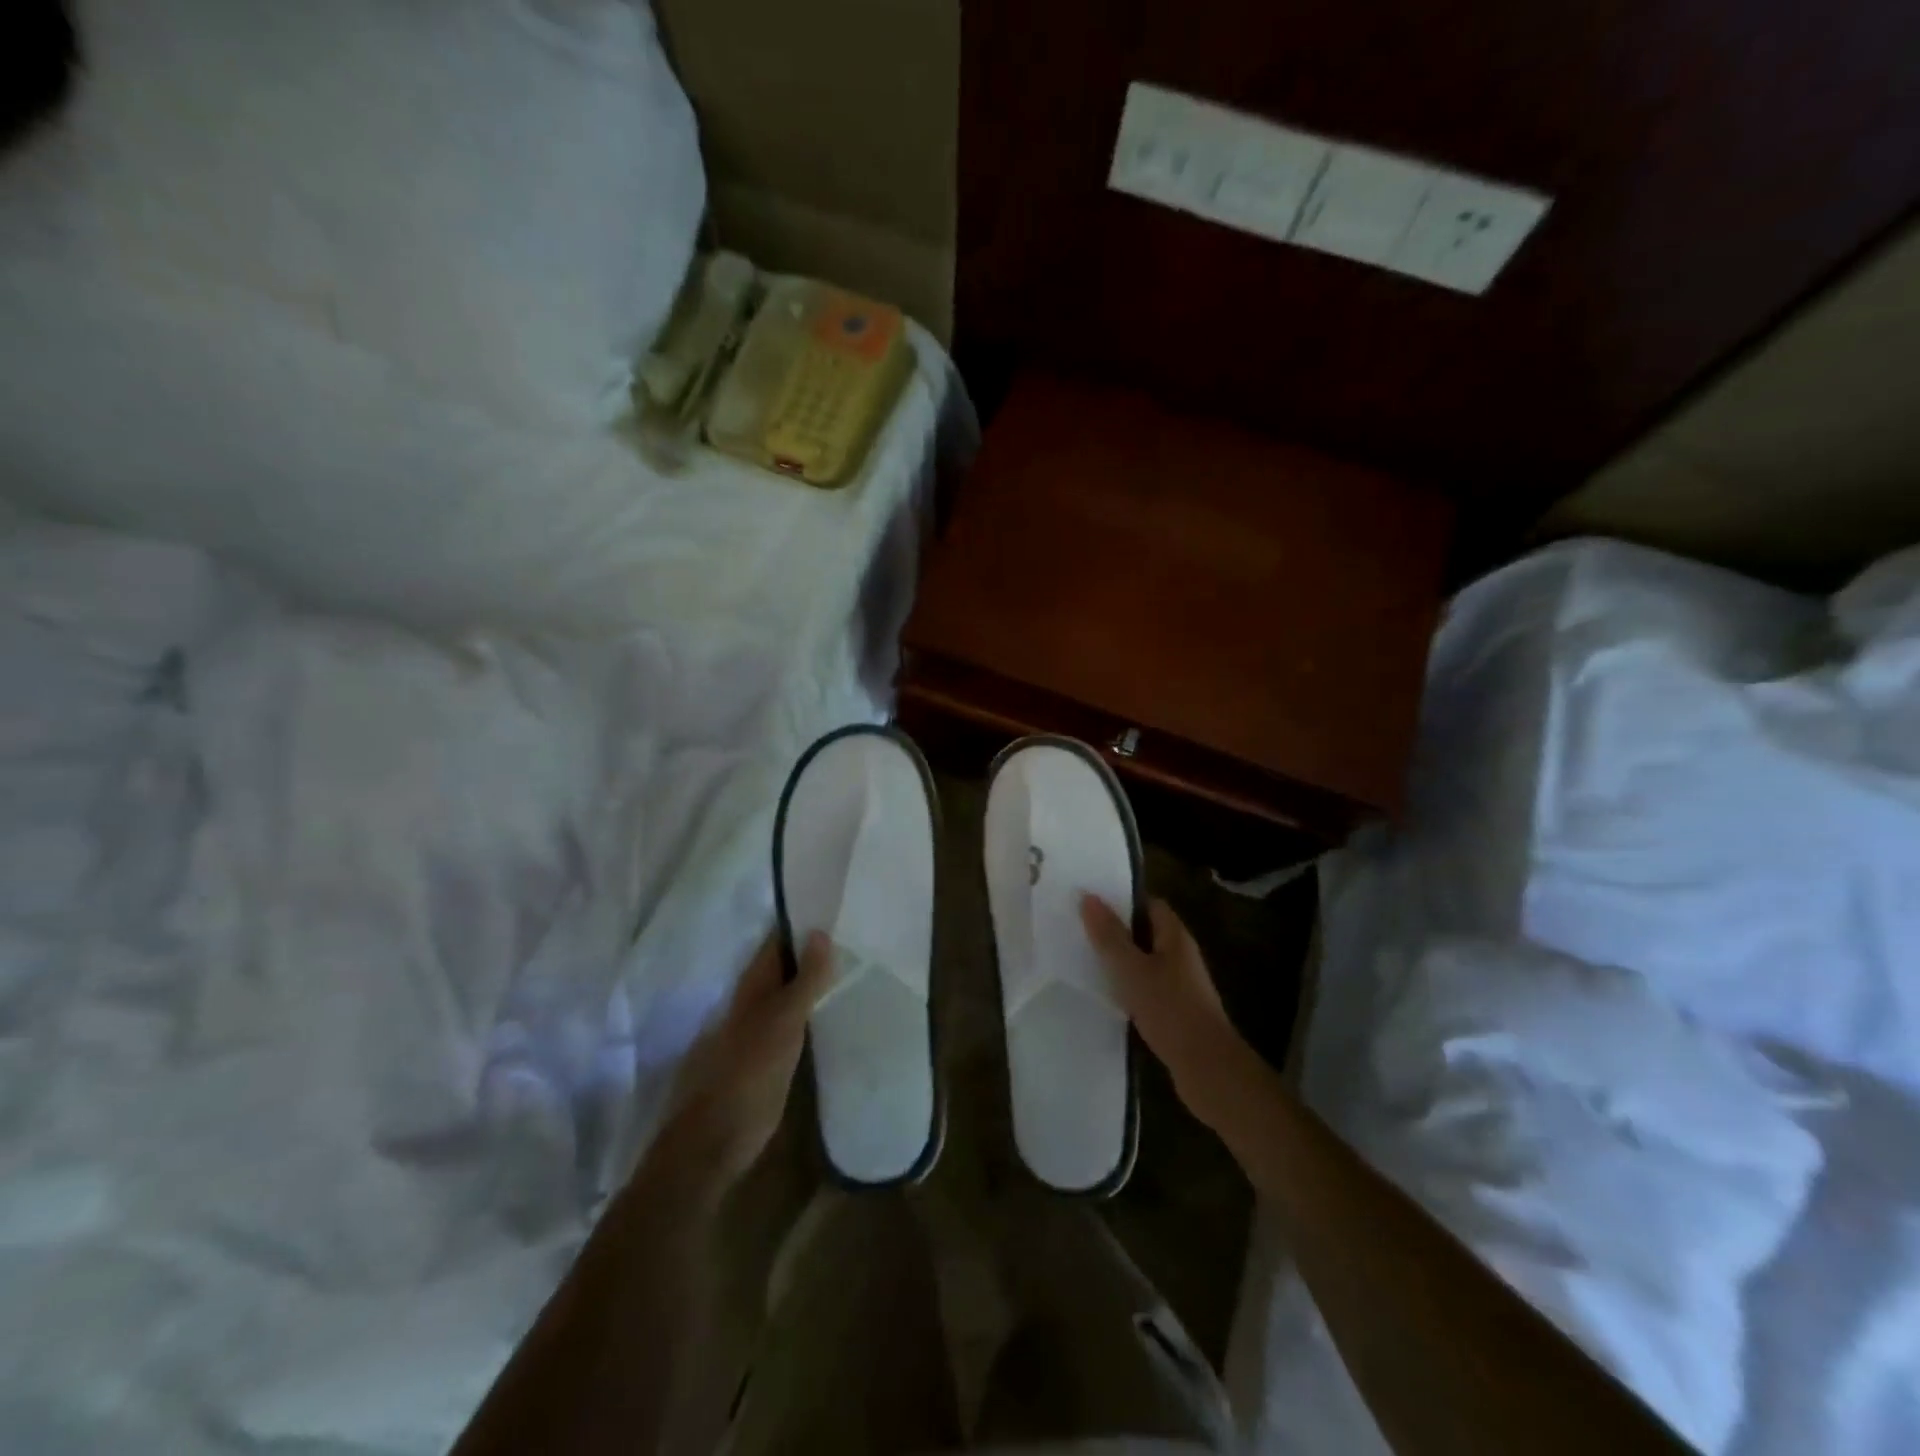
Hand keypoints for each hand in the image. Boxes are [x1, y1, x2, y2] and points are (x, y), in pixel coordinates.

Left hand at [659, 930, 833, 1194]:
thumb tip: (820, 931)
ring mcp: (760, 1031)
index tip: (837, 906)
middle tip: (857, 934)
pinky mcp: (769, 1059)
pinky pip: (796, 1024)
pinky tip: (839, 1013)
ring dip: (817, 982)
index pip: (778, 941)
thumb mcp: (782, 1022)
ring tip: (857, 966)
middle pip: (786, 967)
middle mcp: (754, 1002)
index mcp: (752, 986)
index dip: (803, 923)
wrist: (716, 1140)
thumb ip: (804, 980)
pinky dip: (815, 1013)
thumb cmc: (748, 1073)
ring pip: (791, 995)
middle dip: (815, 951)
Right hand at [1081, 894, 1245, 1129]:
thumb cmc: (1170, 1009)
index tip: (1091, 901)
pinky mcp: (1175, 1011)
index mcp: (1175, 937)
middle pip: (1146, 932)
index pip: (1150, 904)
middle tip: (1080, 928)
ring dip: (1120, 960)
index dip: (1123, 899)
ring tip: (1084, 958)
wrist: (1207, 1068)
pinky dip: (1127, 986)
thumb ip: (1109, 935)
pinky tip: (1105, 994)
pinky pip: (1146, 988)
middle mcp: (1180, 955)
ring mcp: (1180, 985)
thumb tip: (1088, 896)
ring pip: (1144, 962)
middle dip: (1116, 930)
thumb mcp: (1132, 969)